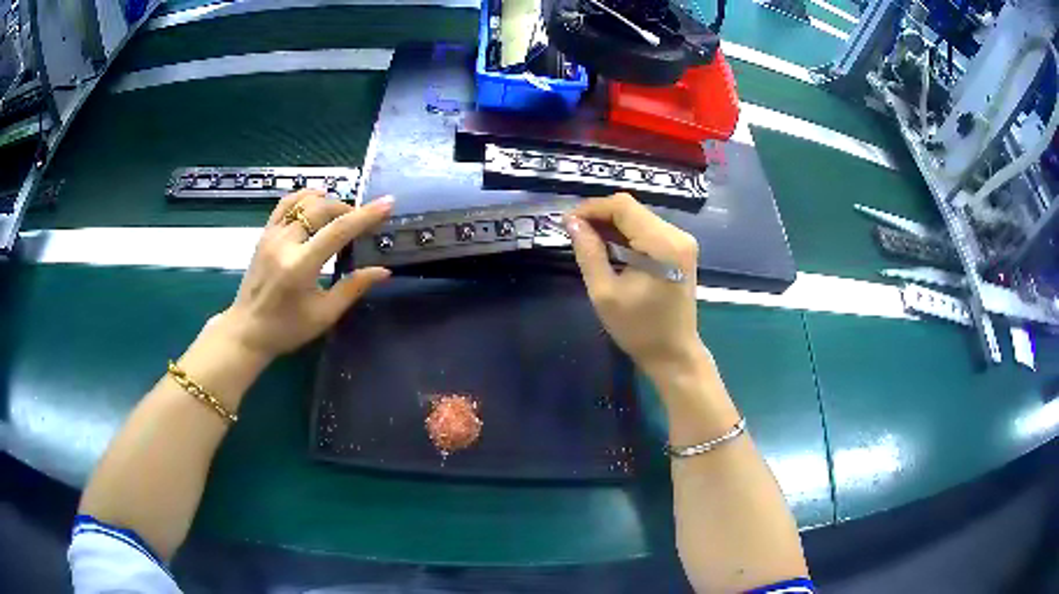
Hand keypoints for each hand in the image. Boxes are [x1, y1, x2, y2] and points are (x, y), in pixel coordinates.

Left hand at [211, 190, 393, 359]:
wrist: (247, 330)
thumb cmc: (287, 328)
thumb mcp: (324, 315)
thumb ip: (353, 288)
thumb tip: (383, 271)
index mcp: (300, 266)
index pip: (338, 231)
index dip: (365, 215)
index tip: (387, 204)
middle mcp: (284, 244)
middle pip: (321, 208)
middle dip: (347, 208)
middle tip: (362, 221)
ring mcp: (271, 235)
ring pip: (303, 201)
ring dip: (327, 202)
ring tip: (340, 213)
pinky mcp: (264, 234)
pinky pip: (285, 204)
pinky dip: (304, 197)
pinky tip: (315, 201)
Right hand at [566, 193, 703, 377]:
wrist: (674, 353)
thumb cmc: (639, 329)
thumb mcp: (605, 293)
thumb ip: (589, 253)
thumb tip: (572, 222)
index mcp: (662, 244)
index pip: (623, 206)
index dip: (592, 208)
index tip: (567, 222)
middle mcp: (677, 235)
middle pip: (632, 209)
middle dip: (600, 216)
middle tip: (573, 232)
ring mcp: (682, 241)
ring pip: (639, 218)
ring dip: (612, 225)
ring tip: (587, 240)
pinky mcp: (681, 250)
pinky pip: (648, 230)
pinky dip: (626, 234)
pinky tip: (609, 248)